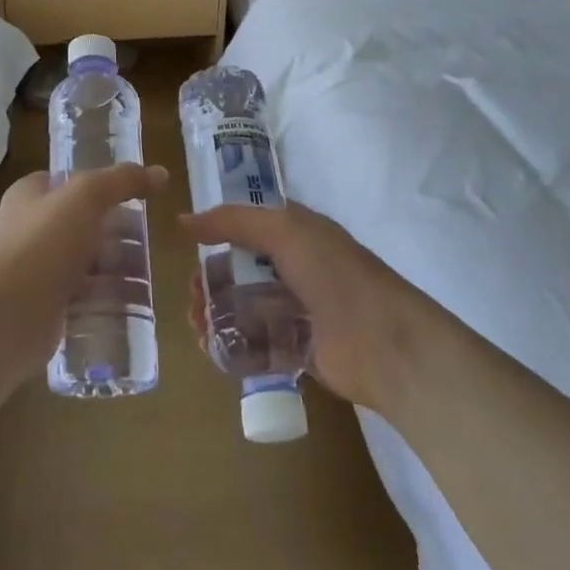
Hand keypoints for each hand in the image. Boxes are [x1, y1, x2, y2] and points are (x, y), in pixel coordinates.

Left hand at [0, 163, 167, 374]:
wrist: (11, 314)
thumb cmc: (45, 242)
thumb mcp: (88, 196)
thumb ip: (123, 181)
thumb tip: (160, 173)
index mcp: (28, 196)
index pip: (67, 182)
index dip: (99, 186)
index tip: (133, 198)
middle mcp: (28, 229)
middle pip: (81, 224)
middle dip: (115, 233)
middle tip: (147, 242)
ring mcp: (35, 270)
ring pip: (84, 262)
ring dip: (114, 268)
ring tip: (147, 275)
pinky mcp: (45, 306)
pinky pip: (82, 297)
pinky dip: (105, 298)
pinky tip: (131, 303)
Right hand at [182, 201, 430, 414]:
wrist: (386, 344)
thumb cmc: (335, 275)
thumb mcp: (284, 231)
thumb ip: (232, 221)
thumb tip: (183, 220)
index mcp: (296, 232)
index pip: (247, 225)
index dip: (217, 233)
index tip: (190, 248)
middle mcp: (295, 266)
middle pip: (241, 269)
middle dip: (211, 281)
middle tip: (192, 298)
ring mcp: (297, 309)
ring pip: (245, 306)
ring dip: (216, 314)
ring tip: (198, 327)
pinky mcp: (298, 348)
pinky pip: (257, 342)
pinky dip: (232, 344)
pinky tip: (212, 349)